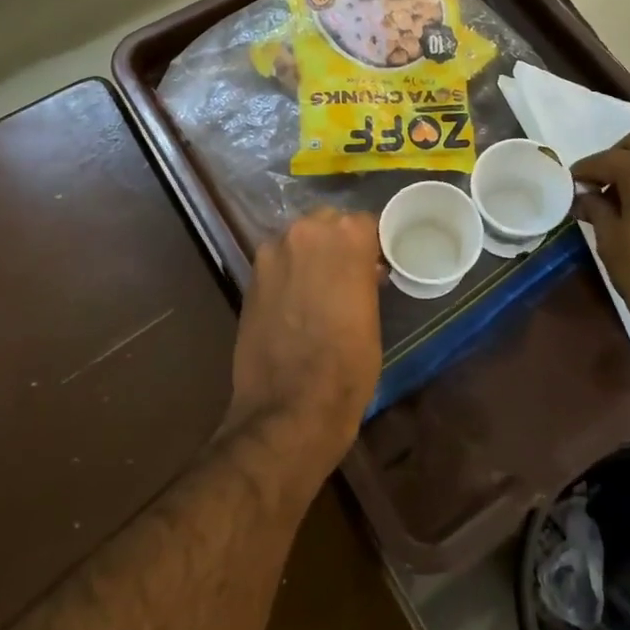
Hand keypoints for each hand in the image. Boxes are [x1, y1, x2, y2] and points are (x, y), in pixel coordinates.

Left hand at [228, 209, 382, 479]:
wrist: (290, 408)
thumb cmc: (348, 366)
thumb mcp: (372, 317)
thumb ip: (365, 279)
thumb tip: (363, 270)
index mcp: (346, 237)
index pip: (365, 222)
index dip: (373, 243)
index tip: (378, 262)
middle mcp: (305, 233)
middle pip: (328, 223)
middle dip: (339, 242)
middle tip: (351, 273)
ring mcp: (272, 254)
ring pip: (299, 240)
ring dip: (312, 255)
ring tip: (321, 288)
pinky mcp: (250, 278)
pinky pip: (278, 263)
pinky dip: (290, 273)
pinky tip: (297, 302)